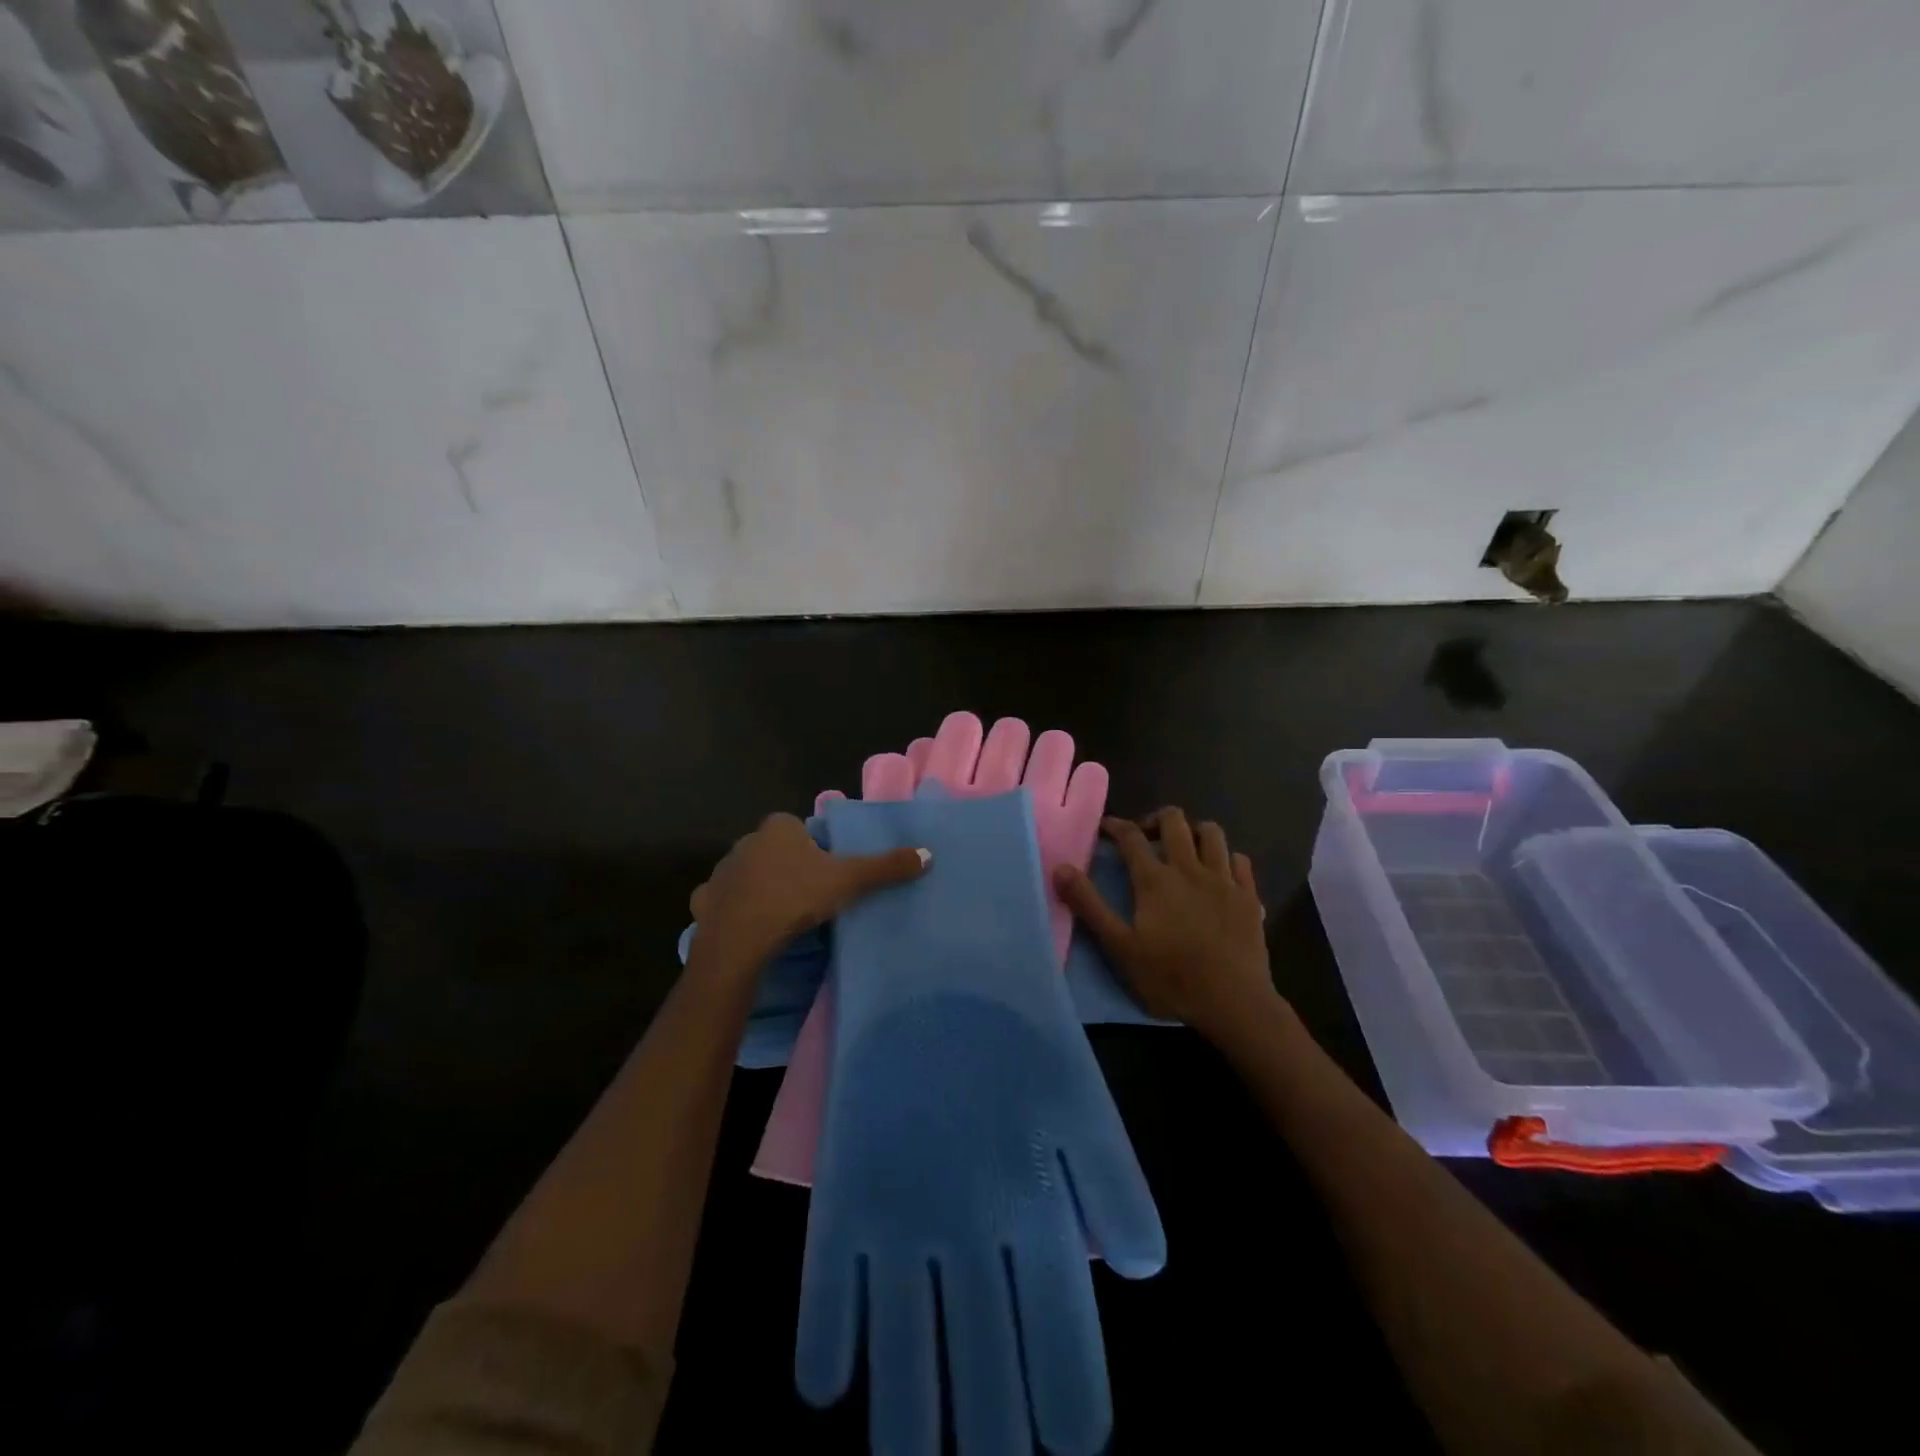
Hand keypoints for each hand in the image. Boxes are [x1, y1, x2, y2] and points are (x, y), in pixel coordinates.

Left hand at [689, 813, 928, 975]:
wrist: (741, 939)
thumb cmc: (796, 898)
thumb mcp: (849, 881)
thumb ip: (886, 866)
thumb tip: (928, 854)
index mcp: (779, 827)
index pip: (801, 830)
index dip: (816, 850)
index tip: (827, 874)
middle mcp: (746, 840)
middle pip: (775, 851)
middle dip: (789, 867)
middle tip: (810, 896)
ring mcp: (722, 871)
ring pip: (749, 875)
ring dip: (762, 888)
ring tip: (782, 916)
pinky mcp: (704, 901)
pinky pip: (724, 900)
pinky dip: (736, 910)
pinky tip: (751, 927)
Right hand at [1053, 808, 1277, 1045]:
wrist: (1234, 1004)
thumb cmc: (1171, 978)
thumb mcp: (1120, 947)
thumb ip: (1089, 905)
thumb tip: (1060, 868)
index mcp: (1155, 880)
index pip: (1131, 836)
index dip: (1115, 825)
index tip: (1105, 827)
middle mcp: (1190, 869)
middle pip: (1174, 821)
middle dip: (1155, 820)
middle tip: (1145, 837)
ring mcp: (1224, 880)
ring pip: (1212, 833)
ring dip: (1193, 831)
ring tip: (1183, 848)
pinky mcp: (1249, 896)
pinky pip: (1240, 860)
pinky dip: (1226, 858)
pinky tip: (1219, 873)